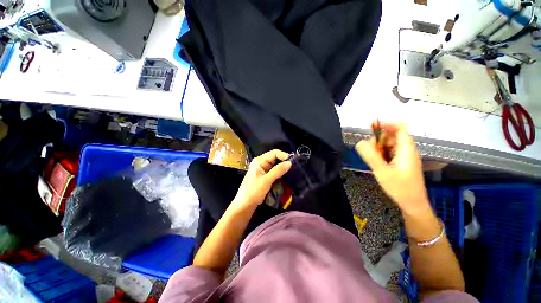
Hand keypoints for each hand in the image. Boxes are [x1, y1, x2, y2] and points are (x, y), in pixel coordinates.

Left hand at [232, 149, 291, 209]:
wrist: (244, 206)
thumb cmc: (253, 192)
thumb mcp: (266, 181)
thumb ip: (278, 170)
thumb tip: (290, 163)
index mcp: (259, 161)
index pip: (274, 153)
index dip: (284, 156)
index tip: (293, 163)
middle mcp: (261, 163)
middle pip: (275, 158)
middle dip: (284, 162)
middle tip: (294, 168)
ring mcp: (262, 170)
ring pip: (275, 165)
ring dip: (283, 168)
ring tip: (292, 172)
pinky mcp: (264, 176)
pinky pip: (274, 172)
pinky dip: (280, 173)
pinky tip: (286, 177)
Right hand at [356, 122, 429, 215]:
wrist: (413, 203)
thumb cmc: (400, 188)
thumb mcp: (382, 171)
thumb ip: (370, 156)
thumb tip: (359, 143)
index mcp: (406, 149)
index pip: (400, 128)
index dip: (387, 123)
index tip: (372, 124)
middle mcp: (407, 150)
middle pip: (392, 136)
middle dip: (378, 139)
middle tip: (368, 149)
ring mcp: (405, 156)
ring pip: (390, 144)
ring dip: (379, 147)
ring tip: (372, 157)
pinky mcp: (402, 162)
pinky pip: (390, 152)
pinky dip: (382, 153)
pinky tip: (378, 162)